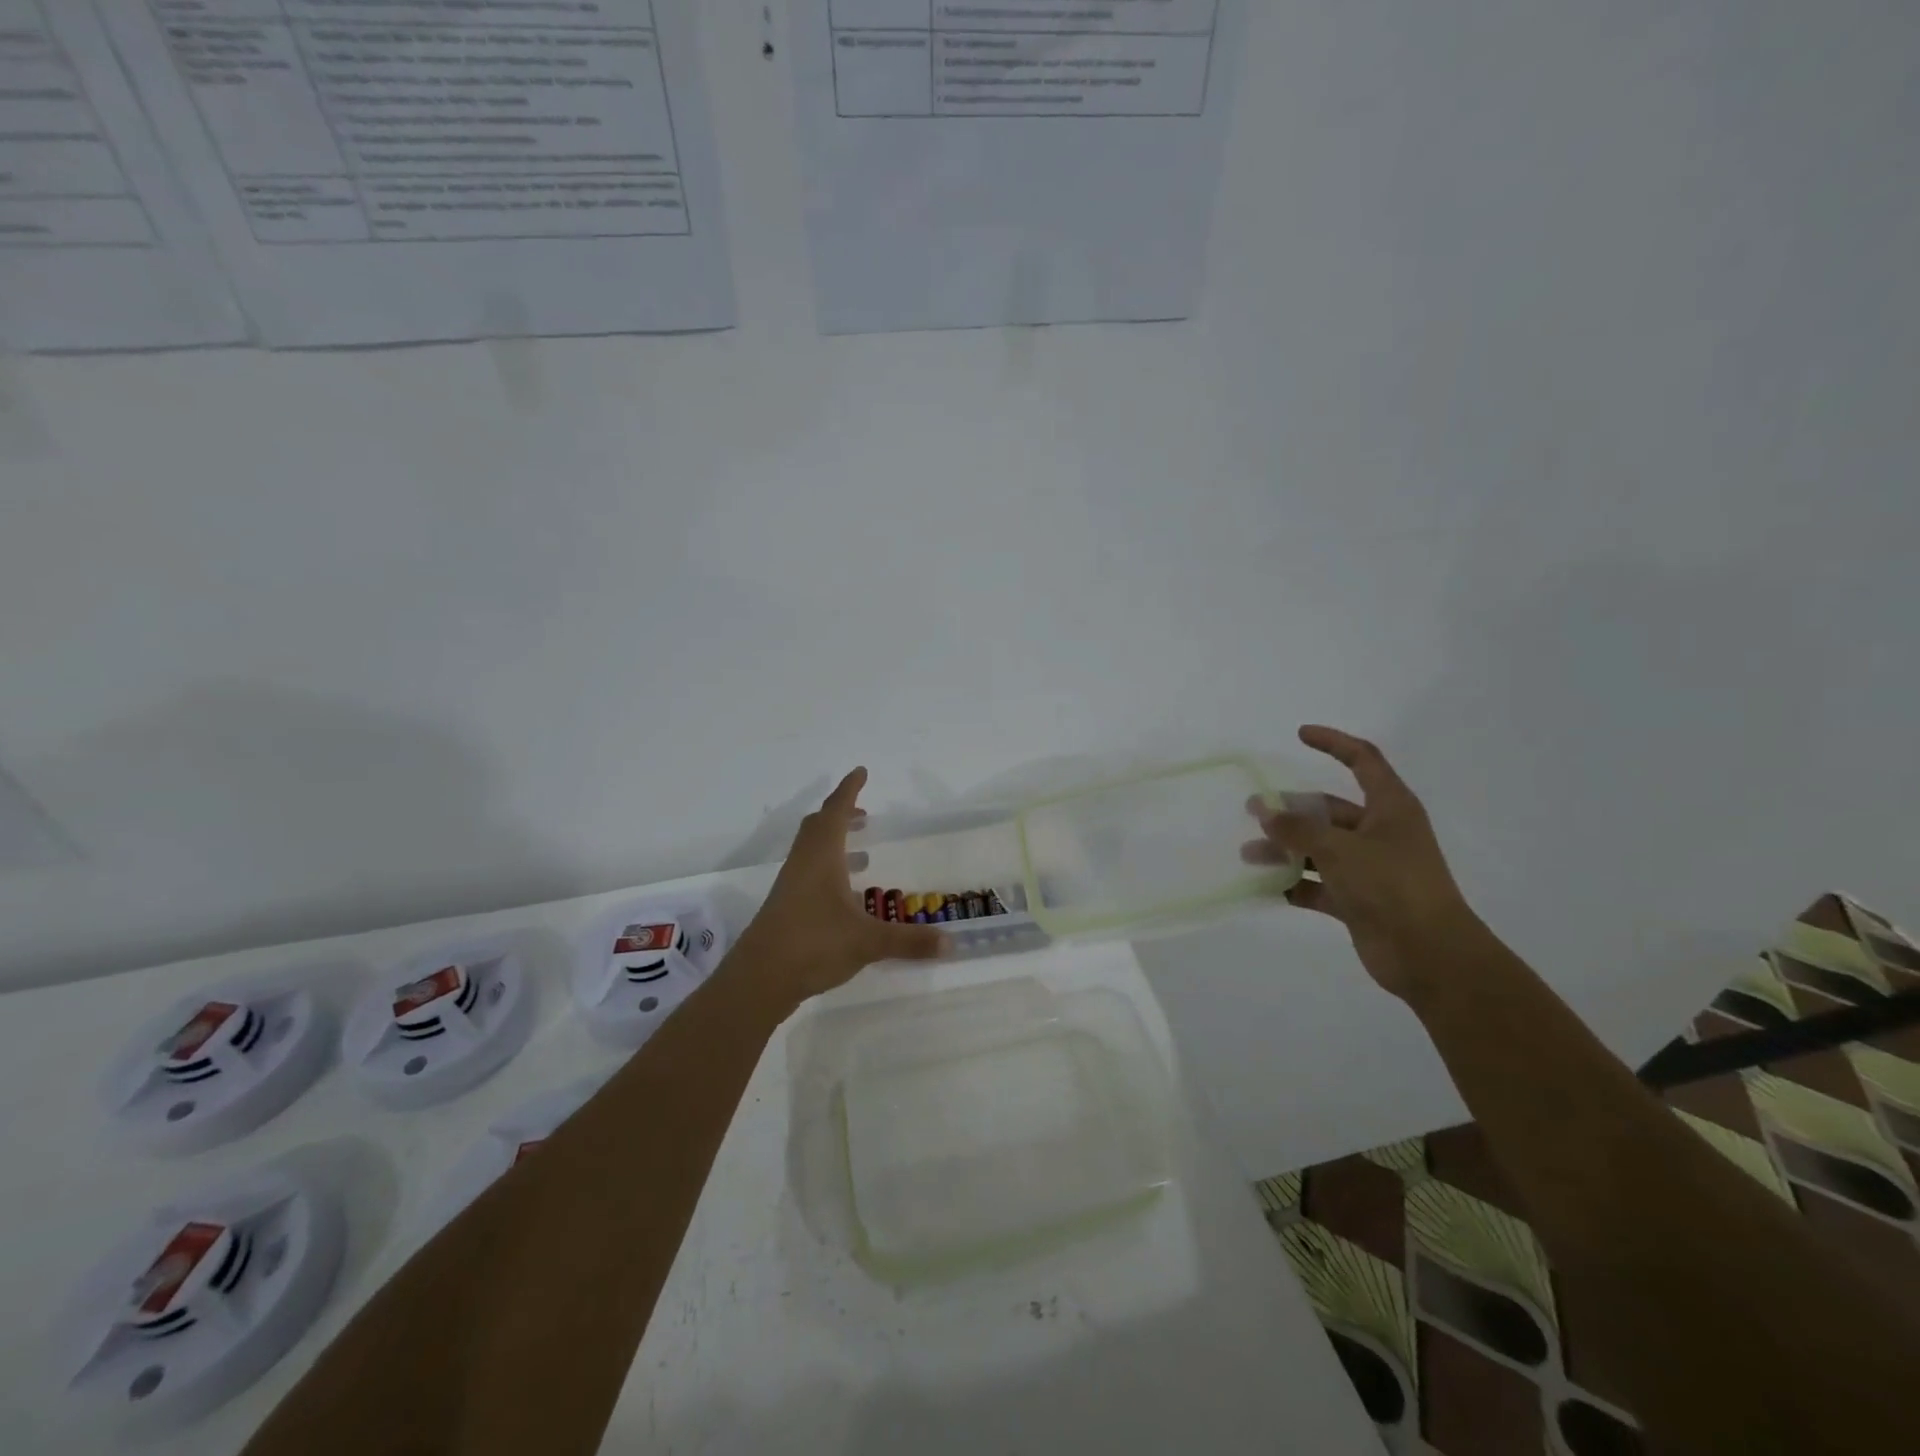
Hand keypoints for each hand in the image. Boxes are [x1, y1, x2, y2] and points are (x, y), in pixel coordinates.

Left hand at [731, 767, 946, 1006]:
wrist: (759, 979)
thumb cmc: (814, 944)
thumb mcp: (868, 942)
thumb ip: (909, 941)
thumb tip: (951, 943)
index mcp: (821, 857)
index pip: (836, 811)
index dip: (850, 790)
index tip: (861, 771)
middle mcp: (803, 864)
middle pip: (818, 826)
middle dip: (841, 814)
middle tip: (864, 813)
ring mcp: (790, 886)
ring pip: (811, 851)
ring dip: (834, 842)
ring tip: (862, 853)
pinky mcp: (785, 908)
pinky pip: (808, 874)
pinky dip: (828, 870)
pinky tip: (845, 897)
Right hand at [1242, 726, 1478, 999]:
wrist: (1430, 955)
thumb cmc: (1392, 886)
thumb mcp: (1340, 849)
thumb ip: (1298, 829)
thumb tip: (1266, 812)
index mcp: (1390, 808)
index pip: (1362, 760)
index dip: (1333, 743)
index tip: (1300, 734)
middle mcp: (1380, 833)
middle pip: (1328, 810)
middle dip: (1290, 809)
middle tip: (1252, 810)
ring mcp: (1369, 868)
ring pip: (1318, 848)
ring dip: (1285, 849)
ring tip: (1248, 854)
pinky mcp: (1358, 900)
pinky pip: (1318, 884)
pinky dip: (1294, 883)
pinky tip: (1266, 886)